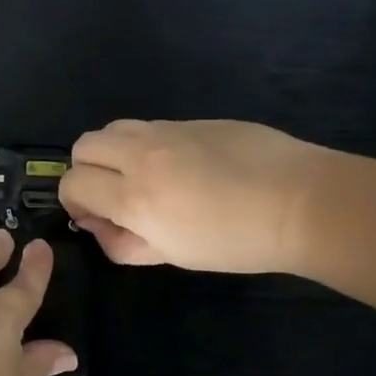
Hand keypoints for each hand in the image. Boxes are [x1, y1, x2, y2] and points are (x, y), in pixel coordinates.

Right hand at [58, 119, 327, 272]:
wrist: (303, 203)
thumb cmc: (237, 242)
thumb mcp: (174, 256)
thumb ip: (125, 244)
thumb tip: (102, 228)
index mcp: (134, 197)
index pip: (73, 184)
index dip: (74, 203)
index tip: (96, 218)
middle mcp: (141, 155)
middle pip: (83, 146)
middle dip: (86, 171)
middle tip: (112, 195)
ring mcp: (168, 131)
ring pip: (113, 128)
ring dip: (113, 152)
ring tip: (141, 176)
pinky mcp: (193, 120)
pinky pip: (151, 127)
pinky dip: (146, 145)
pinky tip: (181, 167)